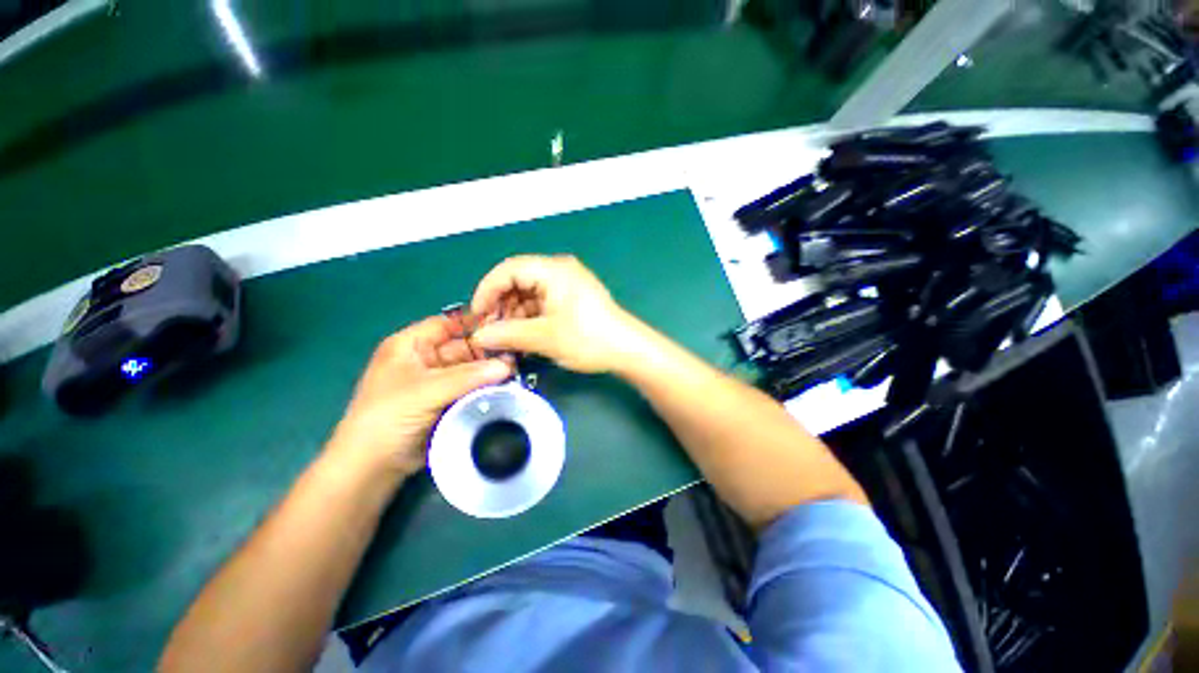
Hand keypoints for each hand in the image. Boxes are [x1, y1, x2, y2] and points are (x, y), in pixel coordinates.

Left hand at [329, 316, 512, 476]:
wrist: (373, 466)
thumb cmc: (388, 416)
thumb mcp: (426, 390)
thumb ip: (468, 376)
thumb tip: (508, 365)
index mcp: (411, 345)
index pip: (448, 324)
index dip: (474, 323)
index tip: (506, 328)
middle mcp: (426, 359)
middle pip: (463, 347)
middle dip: (488, 351)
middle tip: (517, 356)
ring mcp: (438, 381)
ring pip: (470, 369)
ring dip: (490, 371)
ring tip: (517, 372)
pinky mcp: (447, 401)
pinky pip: (471, 388)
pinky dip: (486, 388)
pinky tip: (506, 388)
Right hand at [469, 255, 640, 373]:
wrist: (627, 349)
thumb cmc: (588, 338)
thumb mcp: (544, 337)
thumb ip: (507, 334)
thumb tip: (479, 337)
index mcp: (553, 270)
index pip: (508, 270)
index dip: (487, 291)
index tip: (477, 316)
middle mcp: (559, 270)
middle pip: (518, 281)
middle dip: (501, 306)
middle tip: (492, 331)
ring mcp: (568, 284)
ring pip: (530, 294)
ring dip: (515, 315)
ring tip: (507, 339)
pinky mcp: (573, 297)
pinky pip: (543, 302)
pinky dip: (531, 318)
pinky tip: (524, 336)